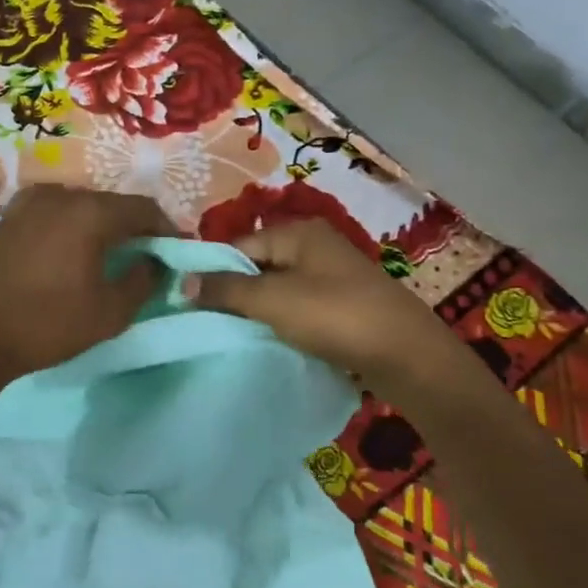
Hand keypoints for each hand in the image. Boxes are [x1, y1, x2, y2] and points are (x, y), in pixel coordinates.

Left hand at [0, 185, 173, 383]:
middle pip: (112, 203)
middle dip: (135, 226)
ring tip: (113, 254)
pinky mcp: (10, 216)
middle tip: (148, 254)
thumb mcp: (110, 312)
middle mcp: (61, 194)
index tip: (177, 251)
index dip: (167, 228)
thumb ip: (143, 280)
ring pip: (83, 205)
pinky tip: (75, 251)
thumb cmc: (48, 324)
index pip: (144, 208)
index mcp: (89, 212)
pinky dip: (74, 225)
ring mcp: (30, 202)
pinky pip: (56, 212)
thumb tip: (153, 262)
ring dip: (104, 225)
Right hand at [196, 220, 465, 392]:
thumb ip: (226, 289)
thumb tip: (181, 281)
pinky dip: (283, 322)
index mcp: (299, 231)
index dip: (213, 272)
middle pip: (259, 265)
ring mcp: (332, 276)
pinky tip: (271, 342)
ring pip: (278, 289)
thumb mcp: (273, 300)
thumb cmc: (335, 316)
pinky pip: (299, 307)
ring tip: (234, 335)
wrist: (406, 355)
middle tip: (207, 322)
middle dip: (234, 293)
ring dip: (258, 310)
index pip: (240, 245)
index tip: (188, 302)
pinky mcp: (343, 305)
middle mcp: (315, 246)